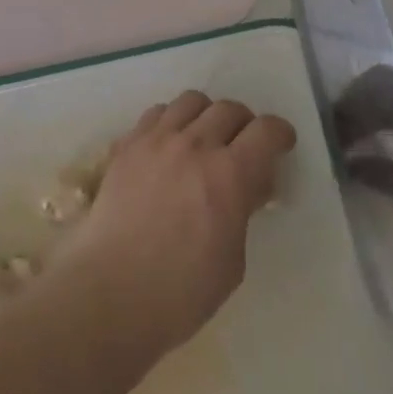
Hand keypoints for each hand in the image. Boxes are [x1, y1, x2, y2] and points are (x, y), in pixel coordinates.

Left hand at [48, 91, 294, 361]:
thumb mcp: (233, 259)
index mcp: (229, 175)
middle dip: (244, 124)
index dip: (279, 134)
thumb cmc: (181, 291)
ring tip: (204, 140)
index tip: (281, 144)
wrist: (111, 289)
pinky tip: (168, 147)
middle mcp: (193, 145)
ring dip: (206, 116)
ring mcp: (155, 140)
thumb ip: (242, 210)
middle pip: (228, 109)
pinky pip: (156, 114)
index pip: (265, 131)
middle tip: (243, 146)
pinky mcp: (126, 144)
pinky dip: (170, 122)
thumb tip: (246, 185)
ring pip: (190, 101)